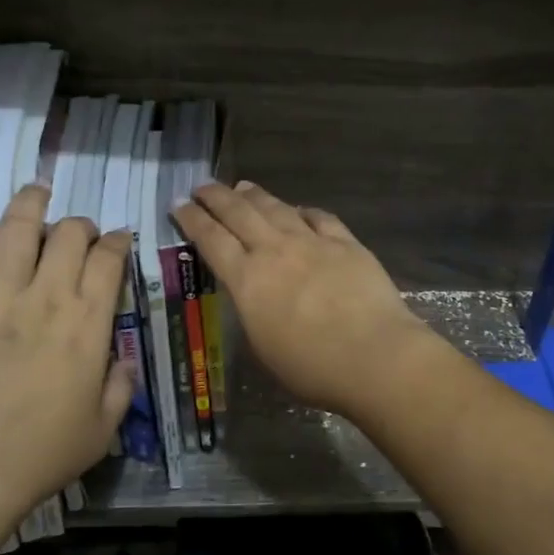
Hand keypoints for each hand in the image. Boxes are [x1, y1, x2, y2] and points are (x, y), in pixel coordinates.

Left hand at [0, 183, 132, 530]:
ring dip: (29, 204)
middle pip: (69, 234)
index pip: (110, 259)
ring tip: (36, 192)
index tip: (118, 240)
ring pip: (17, 230)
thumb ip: (120, 386)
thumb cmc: (44, 452)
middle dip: (80, 224)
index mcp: (88, 322)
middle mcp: (47, 297)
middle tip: (78, 232)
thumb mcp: (103, 427)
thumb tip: (121, 359)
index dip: (118, 241)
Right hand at [172, 182, 441, 419]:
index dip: (192, 219)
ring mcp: (312, 242)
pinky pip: (319, 217)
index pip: (211, 239)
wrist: (374, 355)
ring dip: (254, 195)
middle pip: (238, 213)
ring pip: (276, 208)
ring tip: (242, 187)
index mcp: (248, 280)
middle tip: (202, 186)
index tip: (179, 204)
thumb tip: (252, 293)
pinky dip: (303, 210)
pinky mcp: (345, 242)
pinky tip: (298, 209)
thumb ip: (252, 311)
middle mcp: (275, 251)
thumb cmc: (312, 367)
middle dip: (216, 196)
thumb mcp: (263, 346)